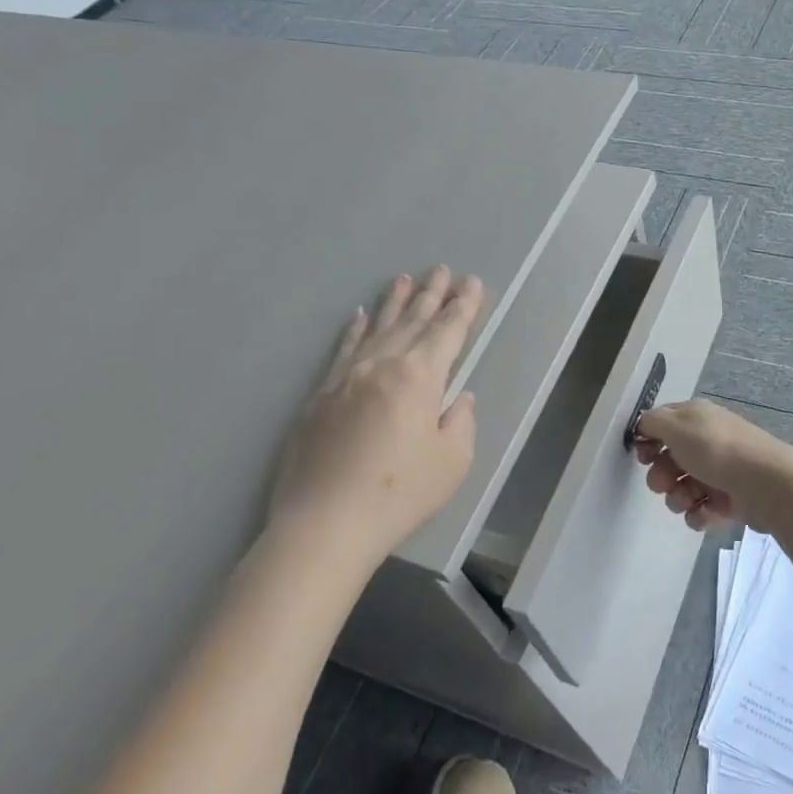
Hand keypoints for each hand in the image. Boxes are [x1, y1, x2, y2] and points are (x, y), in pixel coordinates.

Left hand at [269, 267, 484, 569]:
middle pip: (413, 321)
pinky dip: (355, 330)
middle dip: (431, 294)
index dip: (463, 306)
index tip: (472, 283)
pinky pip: (343, 350)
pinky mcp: (320, 395)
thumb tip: (457, 398)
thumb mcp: (452, 462)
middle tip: (442, 269)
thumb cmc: (400, 494)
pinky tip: (360, 316)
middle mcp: (382, 365)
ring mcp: (346, 377)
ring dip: (394, 302)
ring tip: (404, 278)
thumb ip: (460, 422)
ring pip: (376, 329)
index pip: (448, 331)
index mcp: (420, 378)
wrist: (325, 524)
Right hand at [631, 399, 792, 529]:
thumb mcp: (677, 426)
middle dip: (661, 475)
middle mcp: (707, 441)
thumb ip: (653, 422)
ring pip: (682, 487)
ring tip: (689, 500)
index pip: (662, 424)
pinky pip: (701, 508)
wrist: (766, 484)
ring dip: (678, 497)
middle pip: (669, 460)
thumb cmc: (717, 450)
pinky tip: (705, 513)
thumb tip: (644, 425)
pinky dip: (699, 513)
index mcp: (696, 418)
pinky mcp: (729, 499)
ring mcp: (719, 471)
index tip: (643, 457)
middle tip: (665, 483)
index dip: (648, 440)